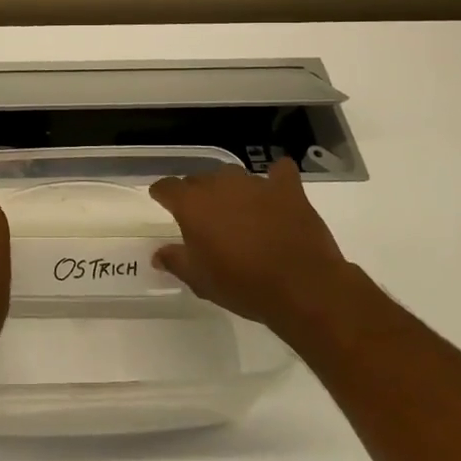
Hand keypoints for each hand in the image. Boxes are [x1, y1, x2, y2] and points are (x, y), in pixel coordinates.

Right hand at [149, 158, 352, 333]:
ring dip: (230, 190)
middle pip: (199, 179)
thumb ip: (175, 261)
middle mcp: (220, 184)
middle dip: (197, 195)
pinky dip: (275, 179)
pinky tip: (276, 192)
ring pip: (233, 176)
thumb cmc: (243, 285)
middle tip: (204, 220)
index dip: (163, 195)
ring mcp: (256, 183)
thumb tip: (158, 254)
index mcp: (192, 204)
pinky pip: (279, 172)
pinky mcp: (288, 188)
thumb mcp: (200, 281)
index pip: (167, 187)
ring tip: (238, 212)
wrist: (302, 287)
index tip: (163, 203)